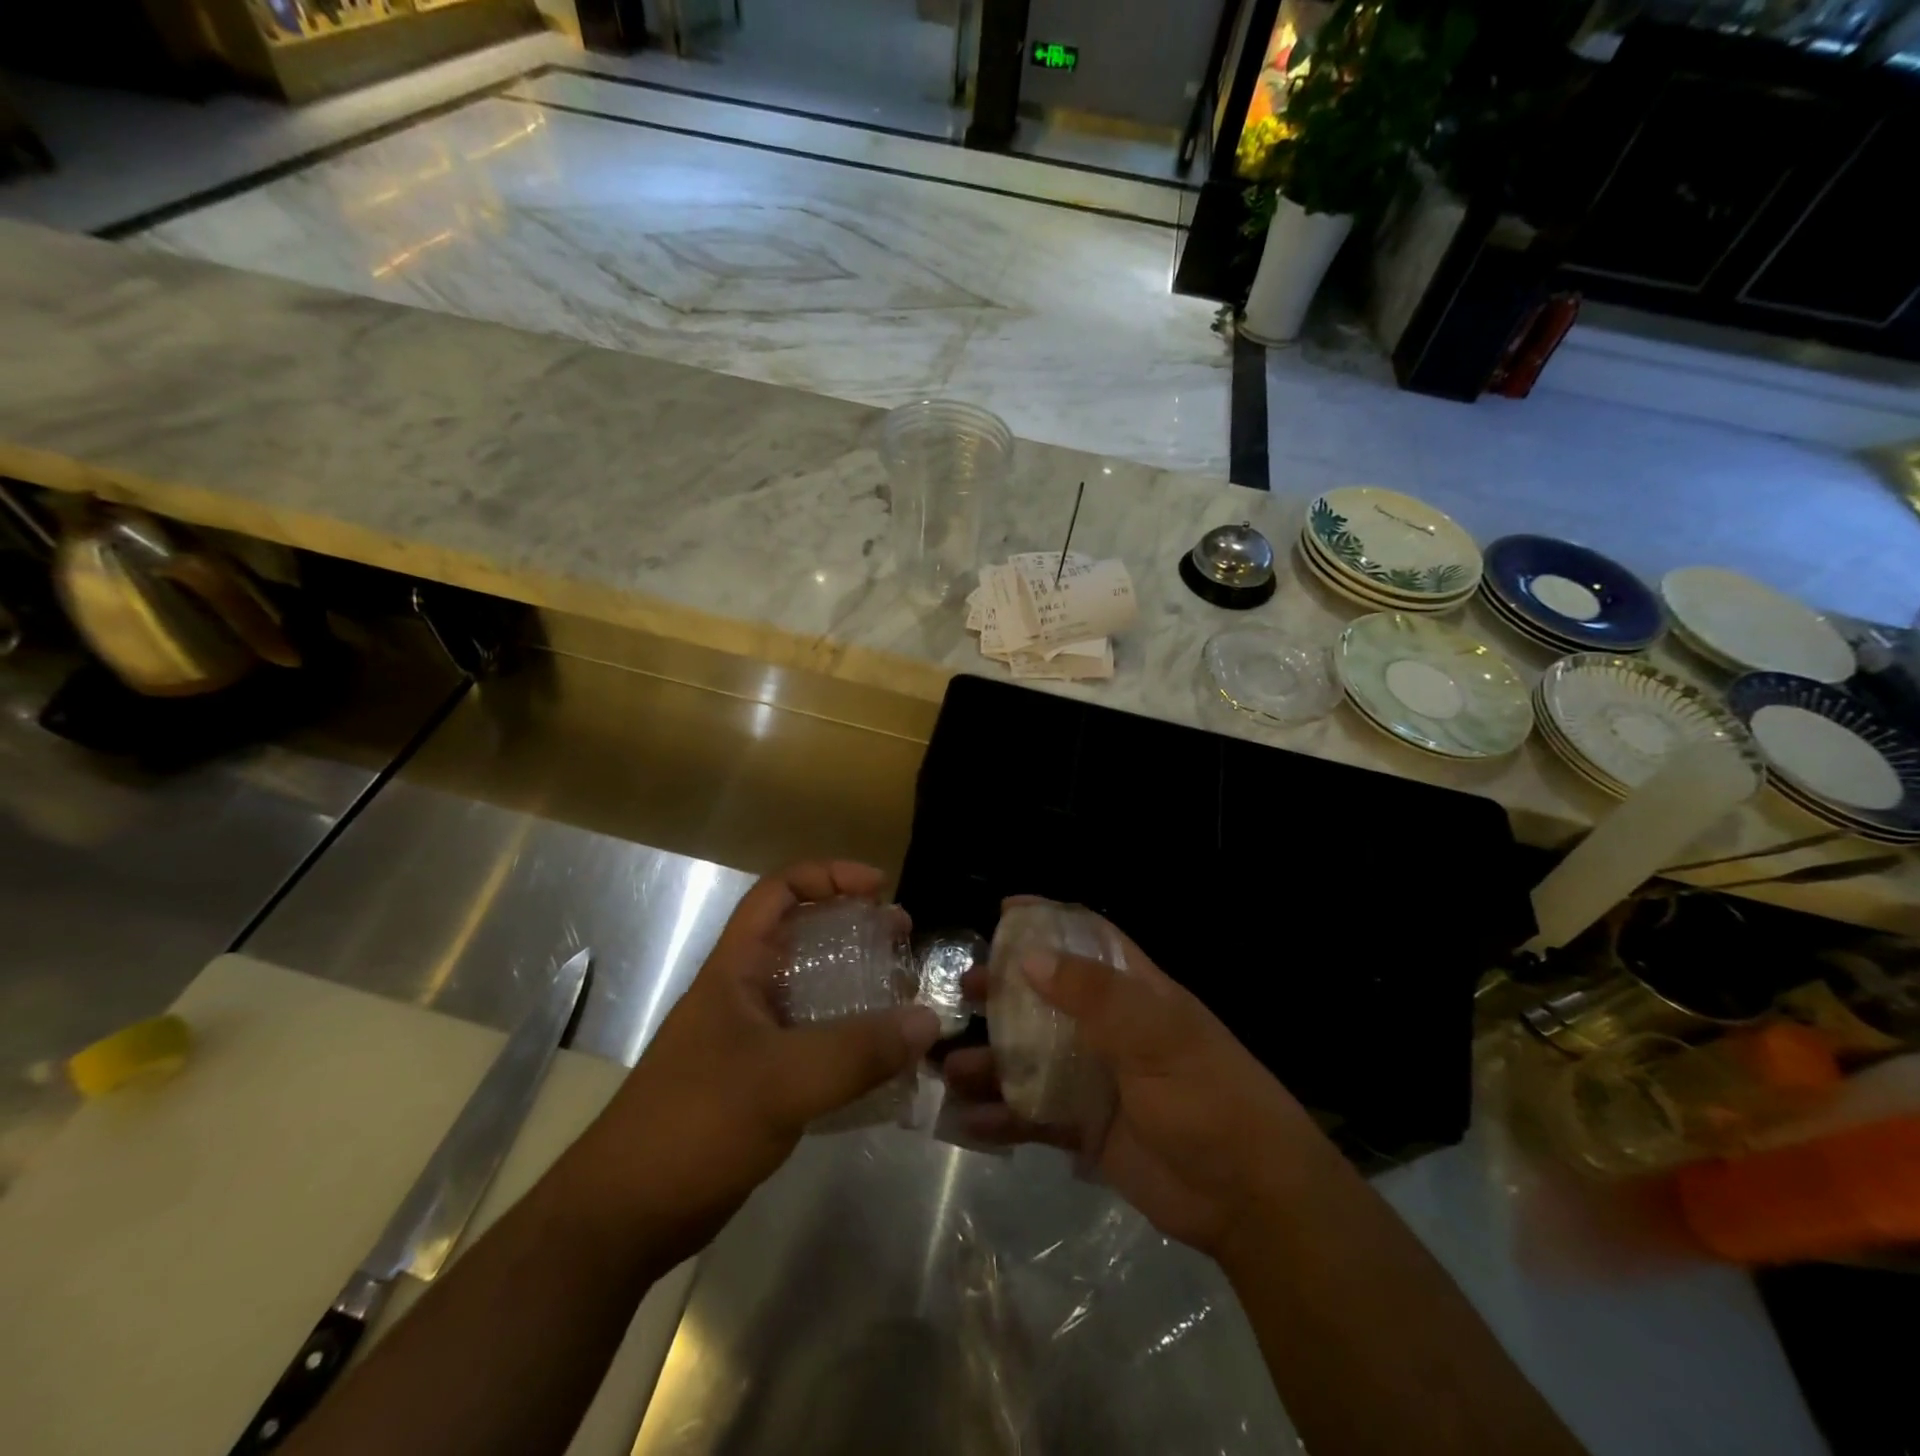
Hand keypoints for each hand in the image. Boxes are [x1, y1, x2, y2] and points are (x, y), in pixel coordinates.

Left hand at [580, 862, 939, 1267]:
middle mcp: (746, 993)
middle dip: (856, 930)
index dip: (829, 875)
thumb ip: (857, 1050)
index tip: (879, 888)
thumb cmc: (694, 1124)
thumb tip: (928, 1020)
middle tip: (904, 941)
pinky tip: (887, 1061)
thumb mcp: (782, 1081)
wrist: (625, 1217)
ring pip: (815, 993)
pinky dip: (853, 1042)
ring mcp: (753, 1039)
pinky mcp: (763, 1082)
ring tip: (906, 997)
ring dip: (860, 987)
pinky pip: (817, 1043)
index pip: (779, 891)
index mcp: (738, 968)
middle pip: (805, 938)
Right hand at [944, 913, 1316, 1262]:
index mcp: (1133, 993)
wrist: (1247, 1200)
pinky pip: (1031, 1115)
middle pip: (1046, 996)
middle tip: (963, 990)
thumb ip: (1095, 996)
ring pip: (1029, 1057)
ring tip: (946, 1066)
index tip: (1003, 912)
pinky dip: (998, 1116)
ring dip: (989, 1059)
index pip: (1088, 939)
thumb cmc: (1209, 1098)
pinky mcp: (1083, 1128)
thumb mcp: (1159, 1037)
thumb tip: (1029, 957)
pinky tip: (966, 1120)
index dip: (1049, 921)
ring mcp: (1093, 1078)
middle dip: (1003, 991)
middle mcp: (1108, 1028)